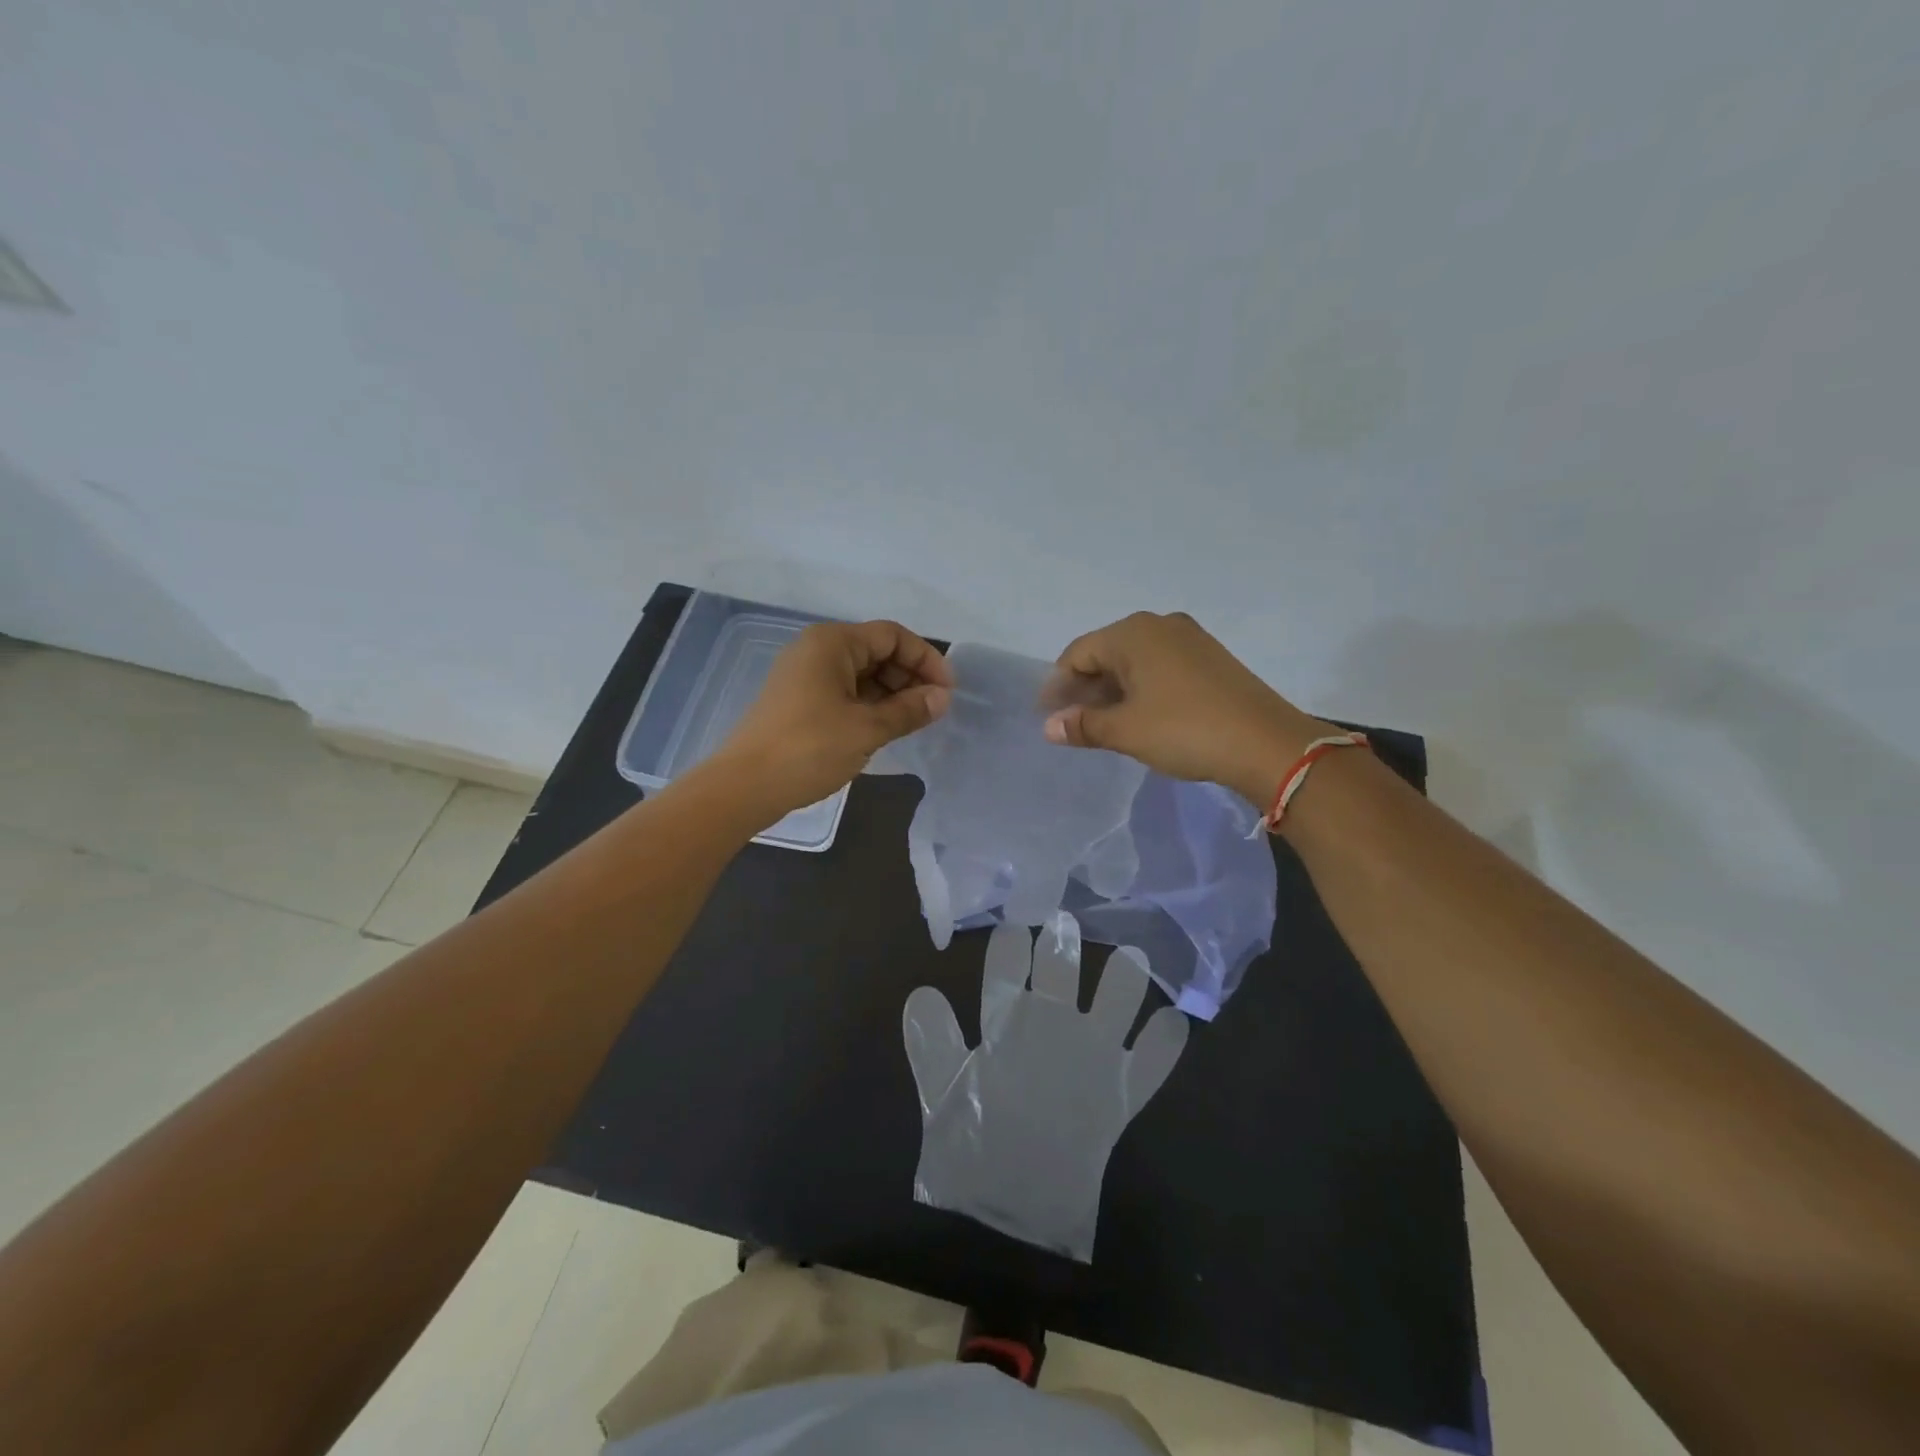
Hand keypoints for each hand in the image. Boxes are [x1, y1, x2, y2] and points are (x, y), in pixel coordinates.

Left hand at [713, 620, 953, 816]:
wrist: (745, 786)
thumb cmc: (809, 748)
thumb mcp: (867, 729)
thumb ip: (909, 710)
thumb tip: (942, 698)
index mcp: (832, 643)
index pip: (892, 636)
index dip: (925, 659)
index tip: (948, 691)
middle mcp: (817, 650)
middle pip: (876, 652)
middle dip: (910, 677)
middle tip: (934, 710)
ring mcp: (805, 676)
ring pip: (861, 674)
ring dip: (892, 694)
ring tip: (914, 723)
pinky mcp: (799, 701)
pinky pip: (845, 693)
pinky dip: (870, 705)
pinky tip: (885, 729)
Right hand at [1040, 611, 1328, 805]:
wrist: (1266, 743)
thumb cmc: (1184, 730)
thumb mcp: (1125, 730)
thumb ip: (1083, 725)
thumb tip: (1049, 727)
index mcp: (1133, 633)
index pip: (1078, 653)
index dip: (1058, 685)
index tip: (1047, 716)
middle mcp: (1160, 625)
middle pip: (1106, 653)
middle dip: (1085, 688)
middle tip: (1072, 722)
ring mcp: (1189, 639)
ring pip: (1135, 661)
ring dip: (1113, 690)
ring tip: (1103, 723)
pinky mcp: (1210, 658)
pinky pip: (1160, 667)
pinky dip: (1141, 688)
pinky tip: (1139, 715)